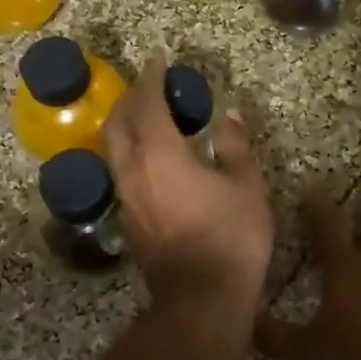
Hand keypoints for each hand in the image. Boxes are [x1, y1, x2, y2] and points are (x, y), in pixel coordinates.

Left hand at [103, 57, 273, 320]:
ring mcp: (126, 197)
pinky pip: (121, 172)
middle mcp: (134, 170)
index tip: (156, 61)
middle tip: (148, 87)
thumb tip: (230, 117)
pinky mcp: (128, 220)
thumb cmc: (230, 236)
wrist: (201, 298)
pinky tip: (151, 158)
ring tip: (147, 118)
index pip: (147, 105)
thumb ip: (235, 146)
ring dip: (125, 126)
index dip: (151, 79)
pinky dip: (130, 152)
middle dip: (130, 99)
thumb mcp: (246, 185)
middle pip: (118, 124)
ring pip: (114, 149)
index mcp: (160, 154)